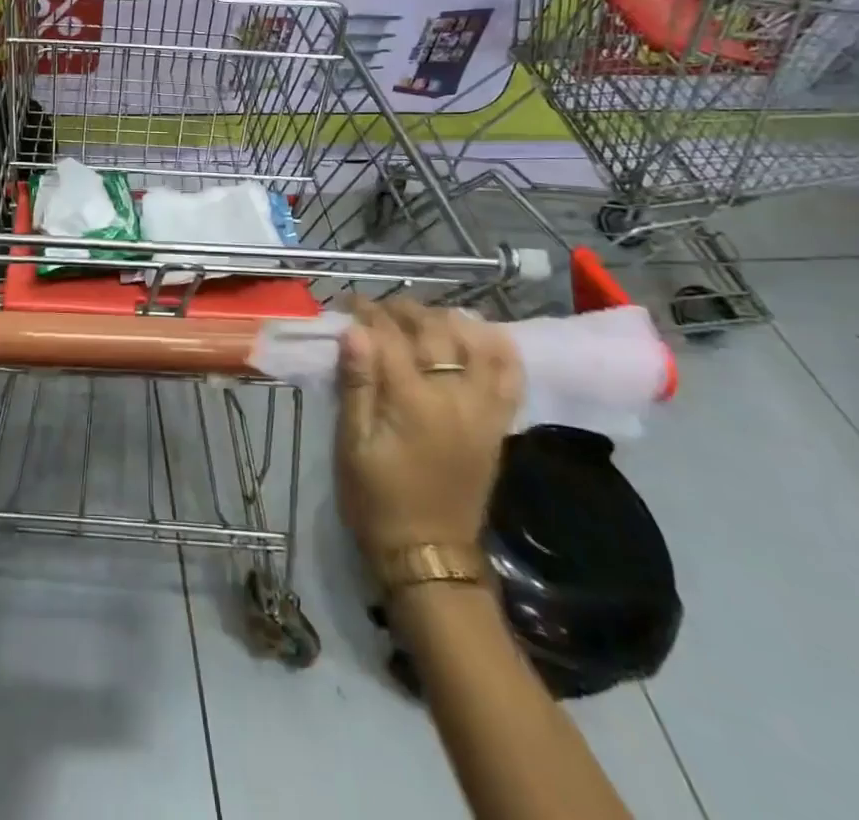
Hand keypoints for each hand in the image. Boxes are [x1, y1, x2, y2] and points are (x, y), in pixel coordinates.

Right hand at [335, 296, 522, 576]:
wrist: (429, 555)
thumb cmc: (377, 499)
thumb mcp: (353, 445)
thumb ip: (356, 385)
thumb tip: (354, 332)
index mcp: (414, 401)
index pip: (390, 336)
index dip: (367, 313)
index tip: (348, 303)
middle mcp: (455, 397)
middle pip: (434, 330)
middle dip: (404, 310)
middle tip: (378, 308)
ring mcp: (483, 410)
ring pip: (476, 343)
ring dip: (448, 320)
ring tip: (423, 318)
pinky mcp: (497, 425)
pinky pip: (510, 377)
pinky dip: (499, 349)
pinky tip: (481, 334)